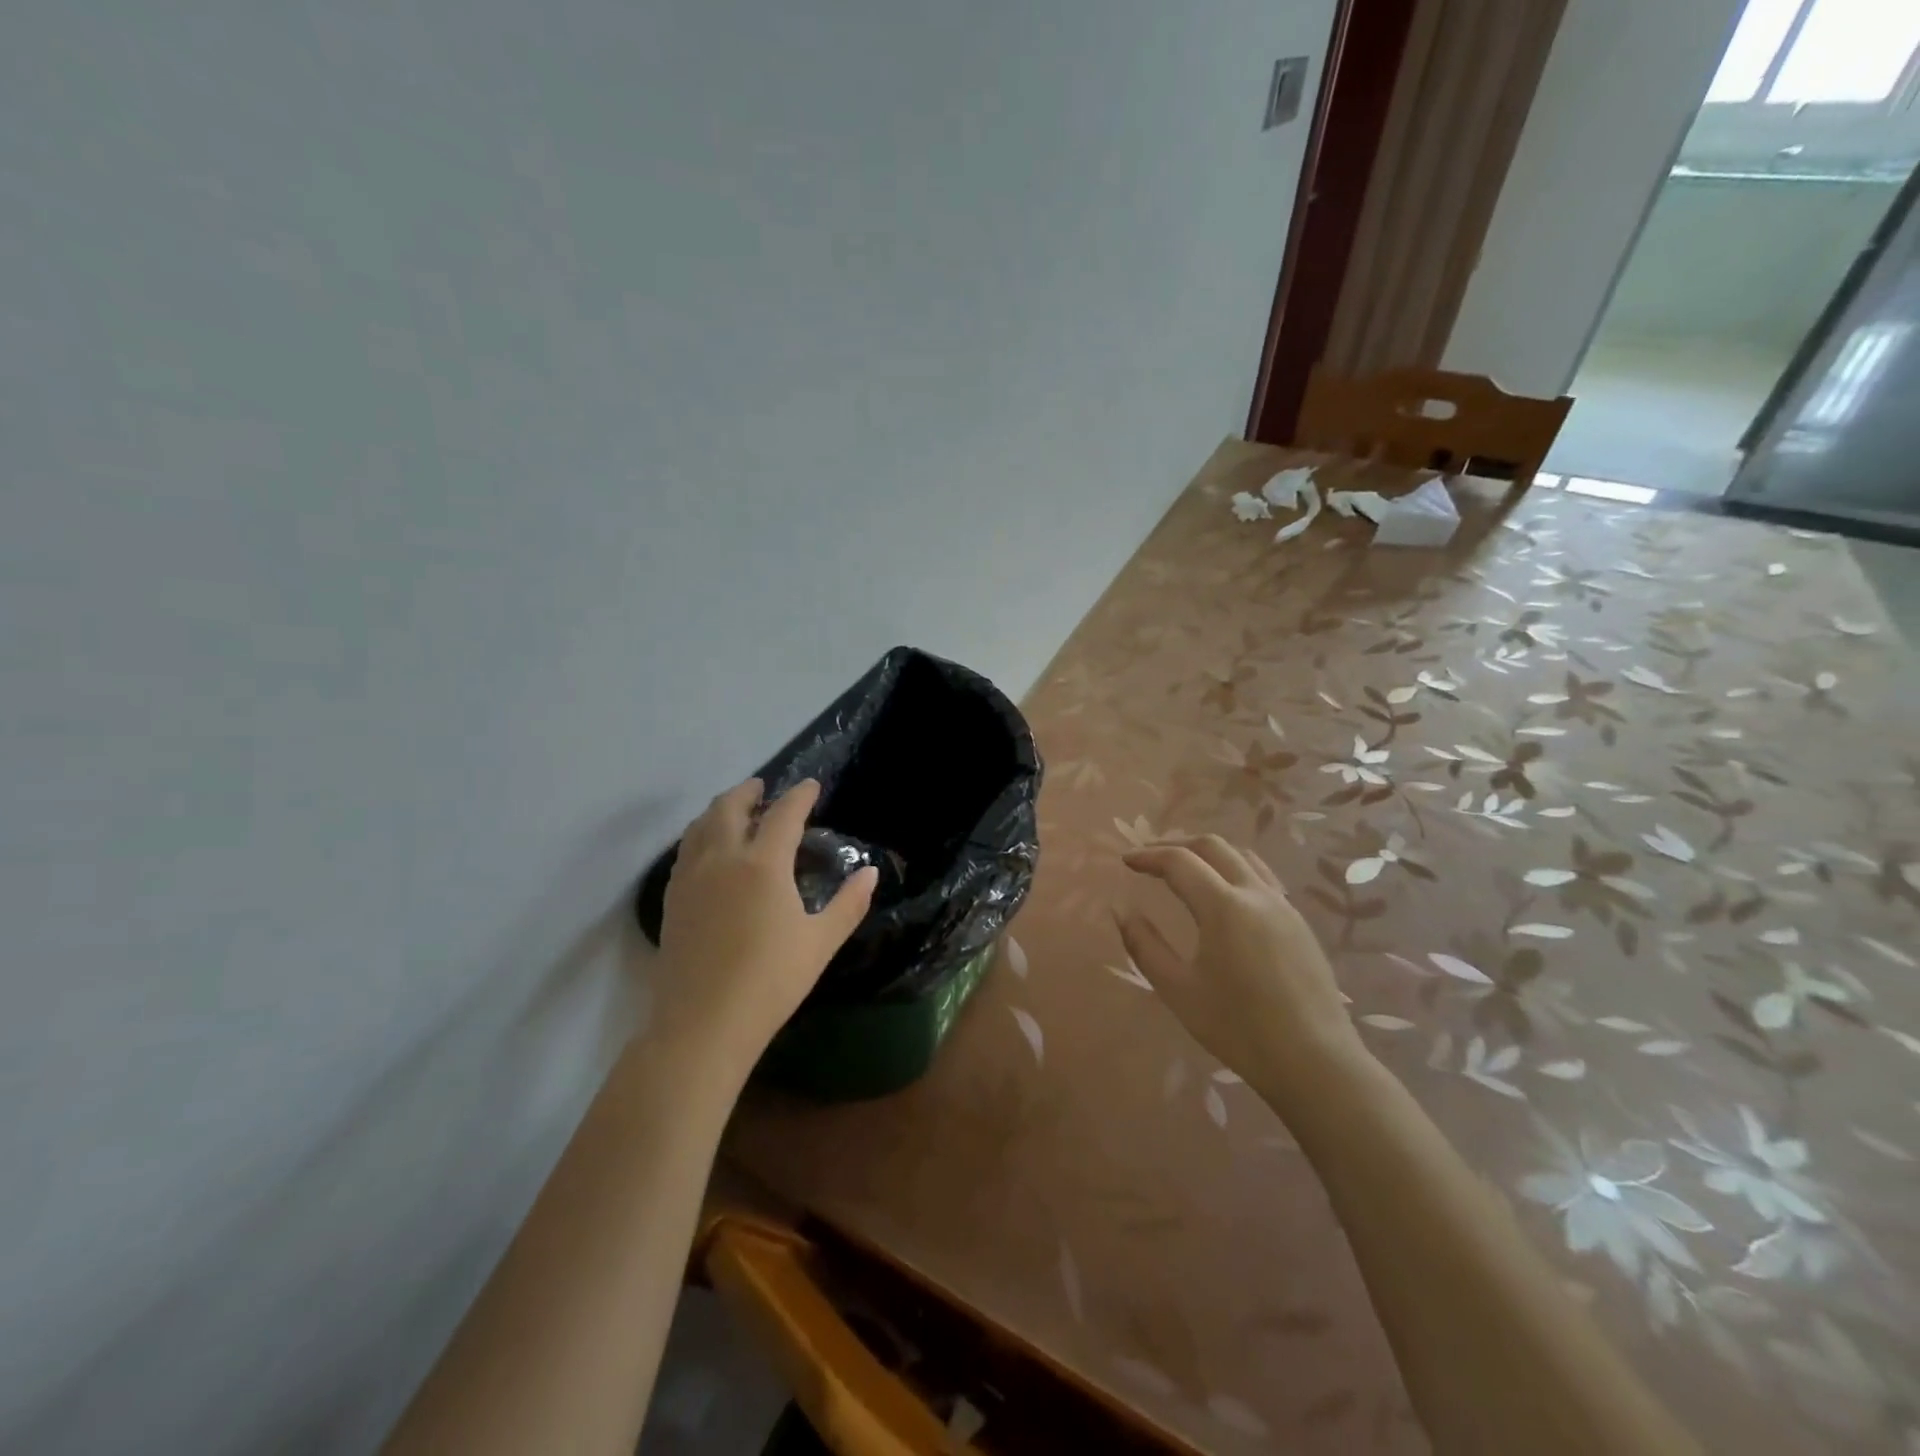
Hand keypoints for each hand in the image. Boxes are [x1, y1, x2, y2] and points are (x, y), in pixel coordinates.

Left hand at [649, 778, 877, 1082]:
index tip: (811, 785)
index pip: (783, 814)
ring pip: (700, 826)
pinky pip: (686, 850)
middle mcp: (722, 858)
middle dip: (748, 791)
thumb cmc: (770, 981)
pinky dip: (701, 835)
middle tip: (763, 788)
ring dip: (720, 809)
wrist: (703, 1024)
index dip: (799, 795)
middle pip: (729, 807)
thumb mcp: (820, 942)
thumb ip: (849, 904)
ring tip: (735, 812)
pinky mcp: (673, 899)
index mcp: (762, 864)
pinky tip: (709, 851)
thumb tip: (869, 874)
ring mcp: (691, 878)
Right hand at [1118, 835, 1366, 1093]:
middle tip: (1151, 859)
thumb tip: (1122, 912)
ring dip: (1209, 854)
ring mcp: (1284, 906)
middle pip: (1213, 847)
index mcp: (1224, 906)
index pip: (1180, 861)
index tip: (1126, 861)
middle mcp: (1256, 894)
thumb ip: (1145, 946)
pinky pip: (1262, 879)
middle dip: (1177, 845)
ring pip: (1243, 858)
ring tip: (1186, 870)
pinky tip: (1225, 897)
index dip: (1148, 856)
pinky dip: (1234, 871)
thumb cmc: (1239, 1028)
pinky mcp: (1300, 924)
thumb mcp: (1178, 990)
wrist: (1315, 1063)